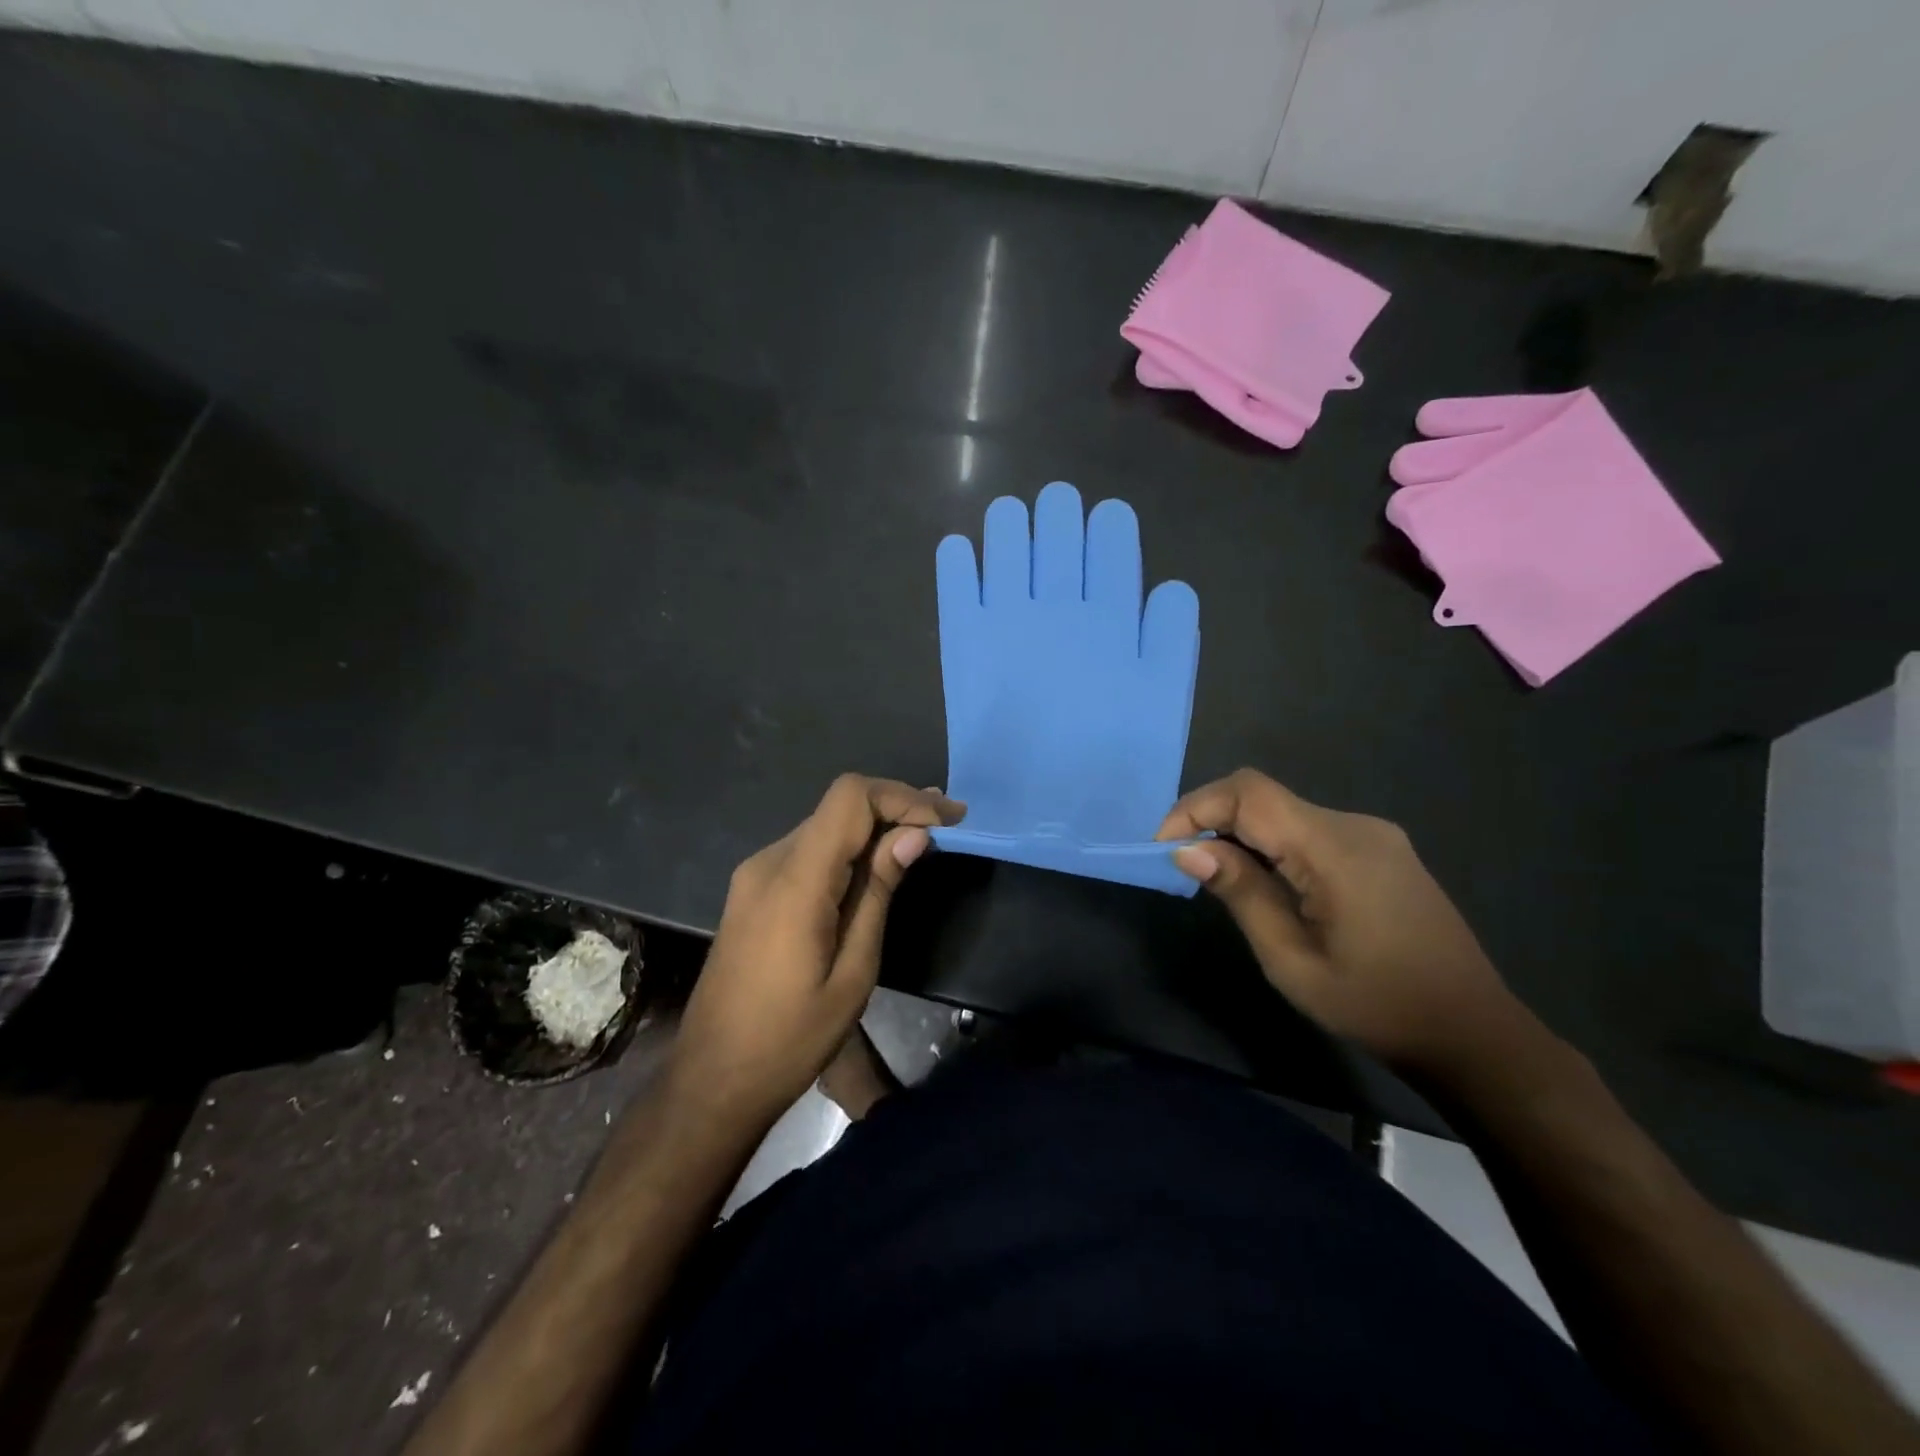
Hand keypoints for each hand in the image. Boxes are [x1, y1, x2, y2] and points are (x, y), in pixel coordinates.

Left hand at [670, 775, 962, 1128]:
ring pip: (825, 826)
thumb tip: (913, 836)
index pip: (849, 799)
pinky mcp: (754, 891)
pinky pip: (810, 851)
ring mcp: (756, 875)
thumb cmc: (790, 1039)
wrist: (712, 1079)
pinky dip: (849, 848)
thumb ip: (878, 893)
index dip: (901, 797)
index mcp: (794, 881)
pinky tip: (878, 865)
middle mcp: (769, 862)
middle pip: (839, 807)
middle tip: (949, 821)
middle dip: (896, 807)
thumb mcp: (853, 972)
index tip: (945, 820)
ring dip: (875, 827)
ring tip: (924, 838)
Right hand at [1158, 769, 1523, 1078]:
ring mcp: (1373, 835)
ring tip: (1219, 880)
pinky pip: (1310, 830)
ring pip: (1285, 812)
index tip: (1164, 848)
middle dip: (1212, 821)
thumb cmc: (1376, 1006)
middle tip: (1184, 867)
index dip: (1195, 808)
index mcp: (1334, 848)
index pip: (1248, 793)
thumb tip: (1188, 851)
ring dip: (1242, 834)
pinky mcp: (1381, 850)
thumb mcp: (1292, 960)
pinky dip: (1273, 845)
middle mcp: (1354, 825)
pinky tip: (1268, 884)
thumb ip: (1241, 894)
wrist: (1474, 1034)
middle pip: (1264, 796)